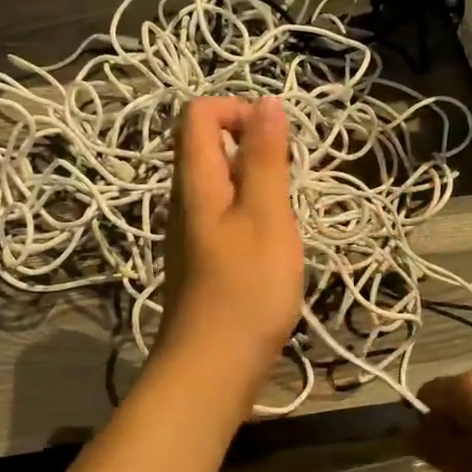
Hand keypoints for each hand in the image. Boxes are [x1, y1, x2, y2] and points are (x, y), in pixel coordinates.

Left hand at [158, 96, 303, 396]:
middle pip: (207, 145)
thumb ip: (266, 159)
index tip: (275, 141)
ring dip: (256, 184)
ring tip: (283, 219)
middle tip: (287, 185)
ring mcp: (189, 232)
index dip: (238, 111)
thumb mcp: (266, 217)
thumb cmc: (246, 291)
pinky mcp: (201, 259)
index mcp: (195, 182)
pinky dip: (251, 214)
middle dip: (253, 148)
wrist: (212, 369)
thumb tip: (266, 102)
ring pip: (219, 183)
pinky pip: (224, 215)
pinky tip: (271, 248)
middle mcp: (184, 200)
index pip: (199, 114)